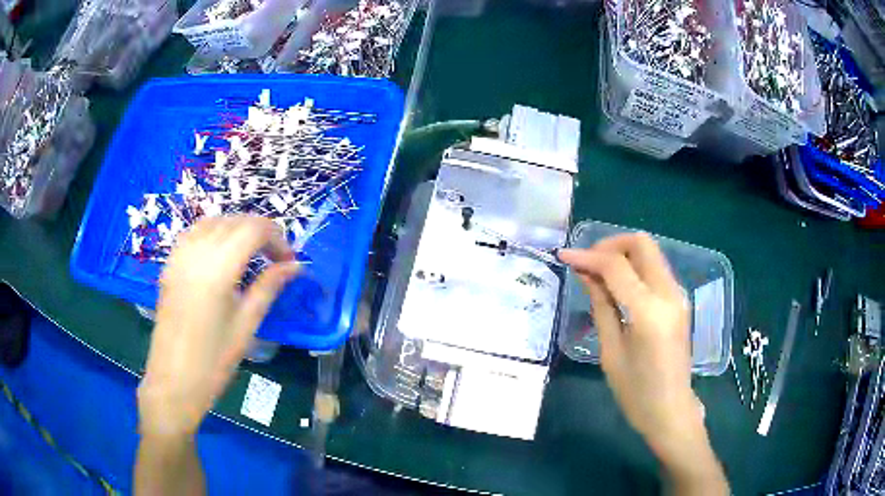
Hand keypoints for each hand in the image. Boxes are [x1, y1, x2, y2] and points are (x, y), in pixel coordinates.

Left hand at [137, 216, 299, 436]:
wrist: (174, 381)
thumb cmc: (214, 360)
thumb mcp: (246, 325)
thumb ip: (269, 287)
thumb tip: (295, 266)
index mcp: (218, 268)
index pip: (253, 229)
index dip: (277, 238)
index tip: (289, 260)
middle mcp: (196, 252)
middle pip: (234, 221)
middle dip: (260, 232)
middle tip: (275, 258)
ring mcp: (179, 256)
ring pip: (213, 222)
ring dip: (236, 229)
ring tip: (250, 254)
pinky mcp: (169, 264)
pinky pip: (194, 233)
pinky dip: (213, 233)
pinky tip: (220, 254)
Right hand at [558, 233, 702, 459]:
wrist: (670, 410)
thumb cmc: (636, 392)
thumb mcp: (611, 351)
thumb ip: (601, 306)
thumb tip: (586, 274)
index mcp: (649, 311)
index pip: (616, 266)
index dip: (588, 256)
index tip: (564, 256)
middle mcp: (669, 294)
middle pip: (641, 243)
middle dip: (610, 245)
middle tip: (586, 262)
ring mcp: (677, 295)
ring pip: (650, 253)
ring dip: (622, 254)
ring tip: (596, 273)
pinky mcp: (678, 301)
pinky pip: (655, 269)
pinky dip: (634, 267)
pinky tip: (616, 285)